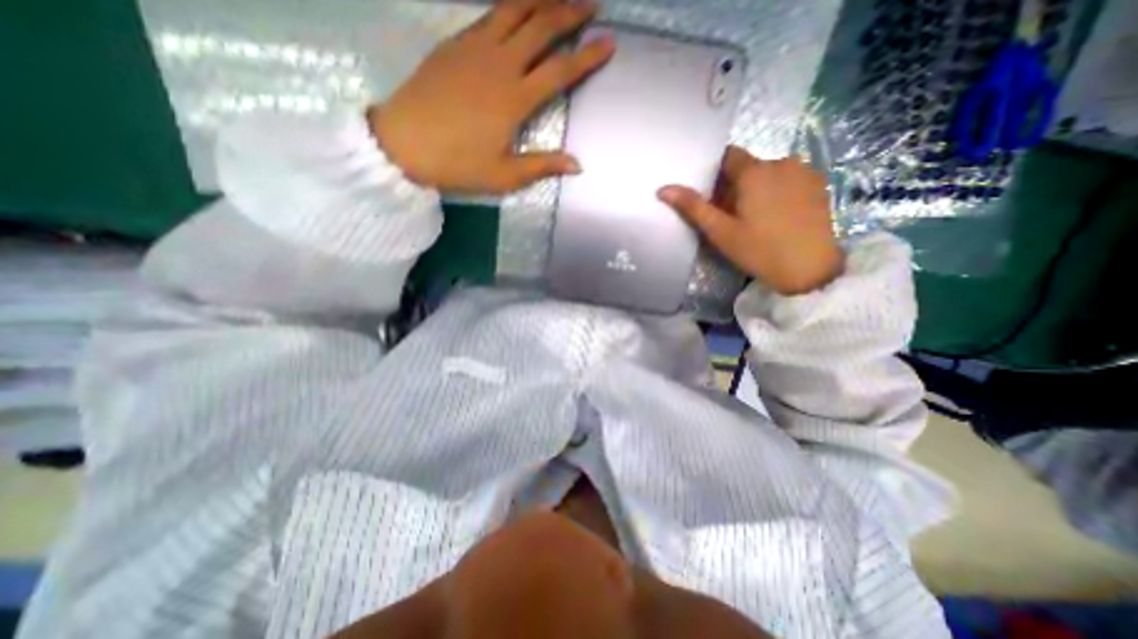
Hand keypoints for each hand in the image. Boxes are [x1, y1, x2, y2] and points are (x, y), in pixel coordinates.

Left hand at [367, 1, 613, 194]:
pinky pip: (488, 14)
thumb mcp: (505, 175)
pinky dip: (509, 5)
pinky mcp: (454, 43)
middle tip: (592, 5)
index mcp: (515, 99)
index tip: (608, 43)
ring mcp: (475, 48)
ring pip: (514, 9)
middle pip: (541, 27)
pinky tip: (517, 7)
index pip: (560, 71)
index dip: (587, 56)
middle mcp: (500, 64)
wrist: (404, 143)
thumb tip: (578, 164)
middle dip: (570, 12)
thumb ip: (542, 165)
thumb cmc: (458, 164)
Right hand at [659, 147, 843, 293]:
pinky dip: (777, 192)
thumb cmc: (759, 250)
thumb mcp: (720, 231)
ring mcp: (804, 172)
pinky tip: (776, 218)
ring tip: (753, 219)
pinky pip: (789, 180)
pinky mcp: (819, 185)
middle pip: (749, 167)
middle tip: (728, 215)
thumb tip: (663, 189)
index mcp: (755, 171)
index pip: (728, 156)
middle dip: (734, 185)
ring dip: (756, 189)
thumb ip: (693, 207)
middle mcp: (782, 162)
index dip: (715, 173)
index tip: (710, 195)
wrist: (810, 270)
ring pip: (769, 173)